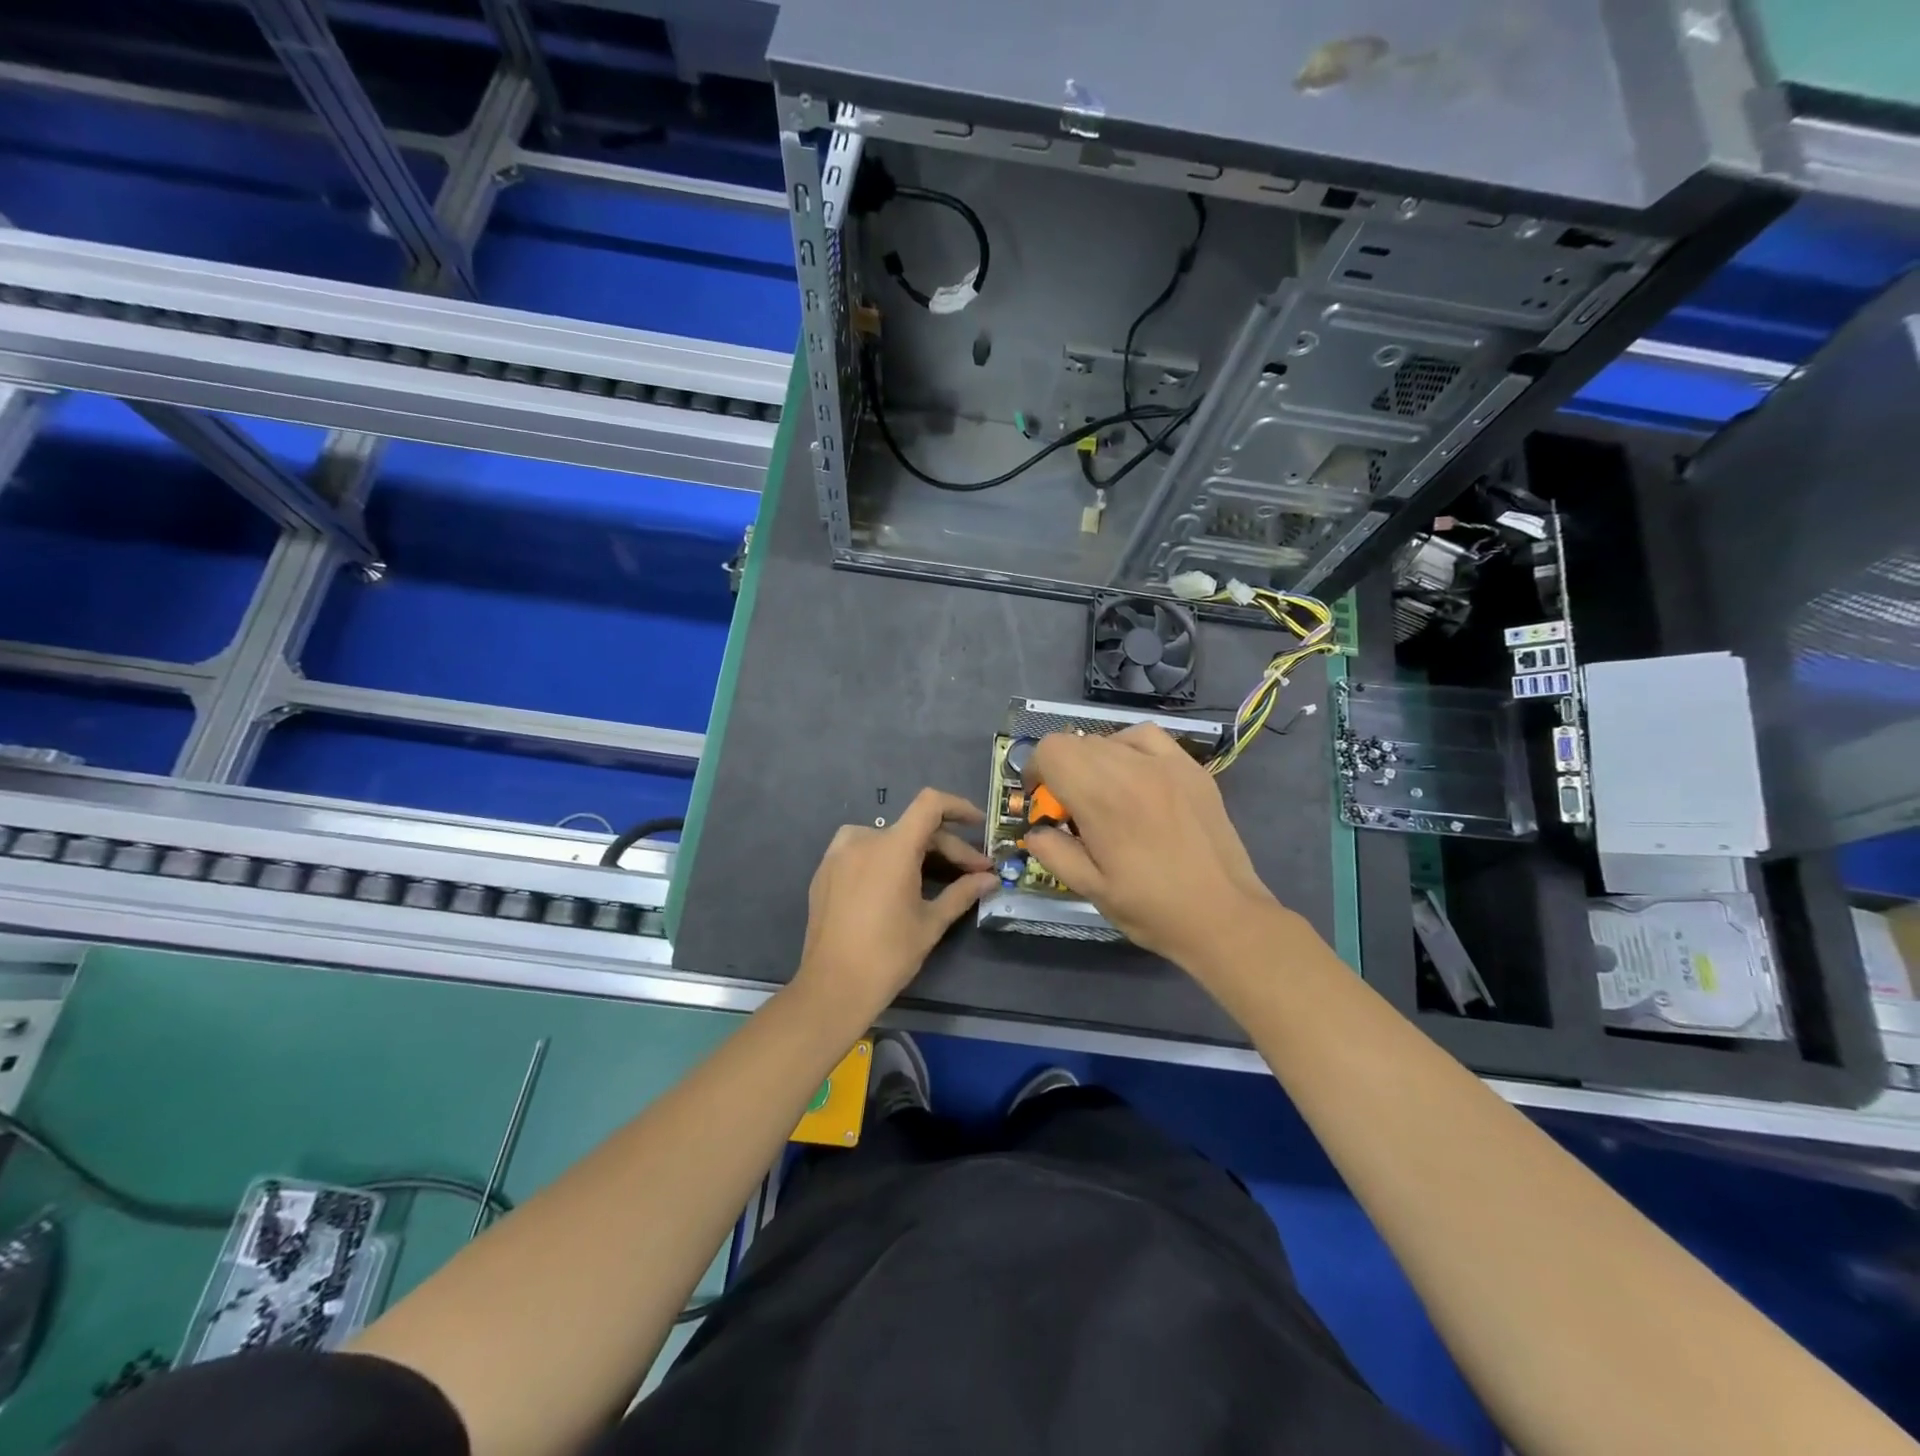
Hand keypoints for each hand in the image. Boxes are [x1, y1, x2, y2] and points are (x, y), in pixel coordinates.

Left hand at [793, 788, 998, 1021]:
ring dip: (917, 852)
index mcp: (893, 847)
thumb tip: (990, 879)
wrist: (832, 987)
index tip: (979, 824)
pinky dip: (887, 859)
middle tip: (974, 874)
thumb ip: (962, 892)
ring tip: (938, 877)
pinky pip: (864, 851)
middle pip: (914, 829)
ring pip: (889, 839)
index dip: (958, 807)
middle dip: (948, 849)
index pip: (930, 804)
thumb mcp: (931, 923)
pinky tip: (899, 884)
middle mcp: (863, 839)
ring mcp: (838, 853)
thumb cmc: (888, 954)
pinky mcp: (825, 870)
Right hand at [1025, 724, 1283, 968]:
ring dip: (1095, 760)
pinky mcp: (1191, 768)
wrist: (1224, 916)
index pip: (1052, 750)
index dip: (1037, 771)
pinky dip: (1129, 748)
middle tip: (1073, 810)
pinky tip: (1136, 776)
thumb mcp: (1090, 889)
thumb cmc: (1152, 907)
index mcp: (1101, 797)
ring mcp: (1166, 763)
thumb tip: (1035, 830)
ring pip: (1110, 738)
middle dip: (1063, 770)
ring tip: (1105, 794)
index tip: (1043, 803)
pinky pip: (1147, 738)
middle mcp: (1131, 767)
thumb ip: (1052, 852)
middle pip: (1077, 742)